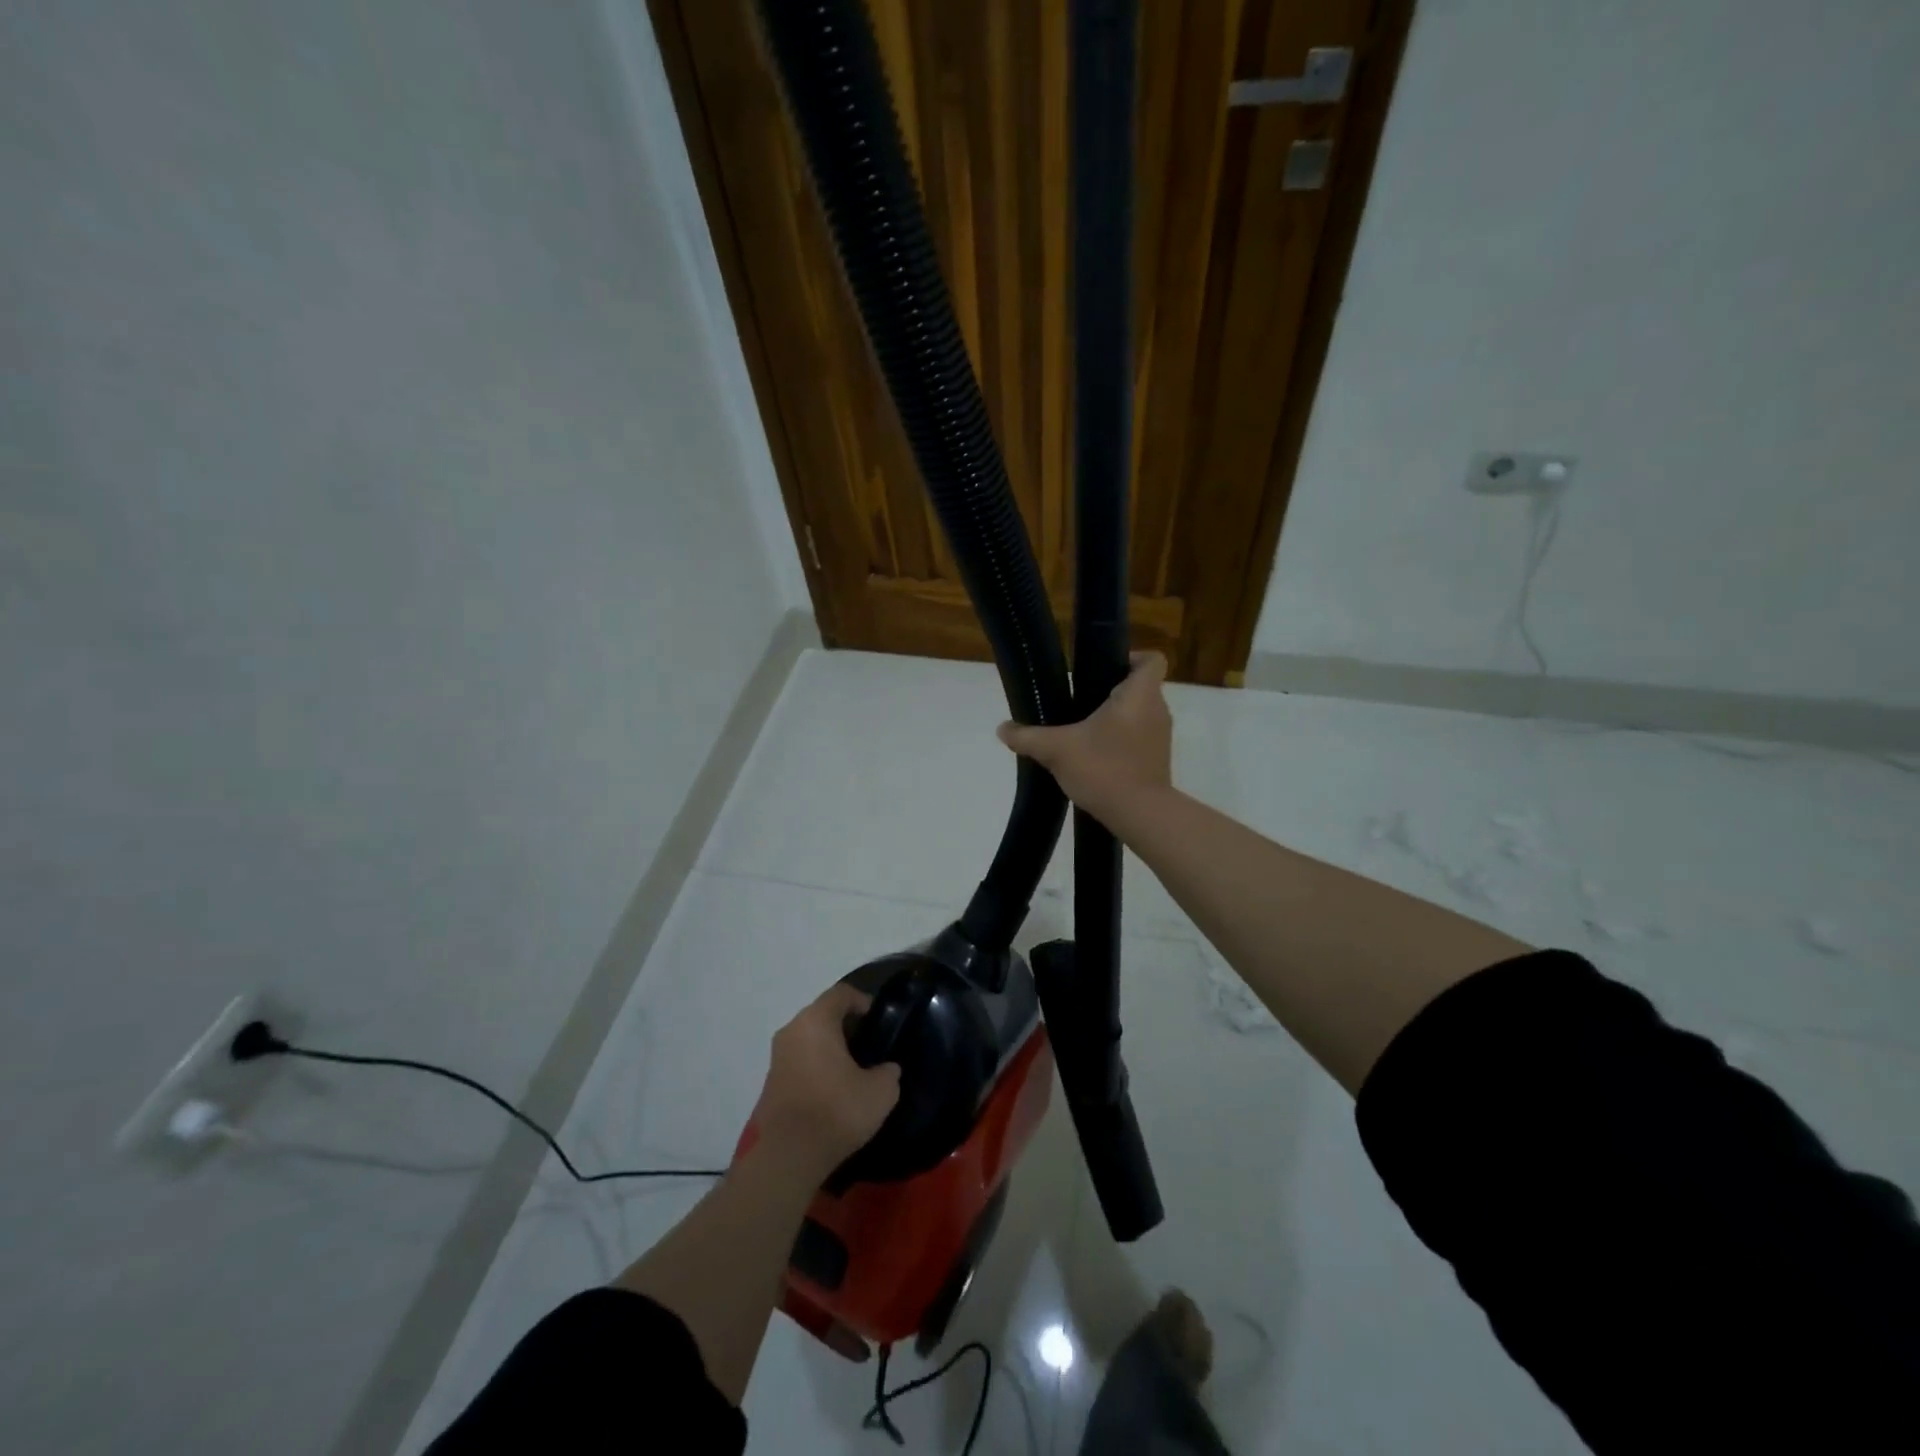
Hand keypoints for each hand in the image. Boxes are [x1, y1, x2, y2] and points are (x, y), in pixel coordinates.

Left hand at [753, 984, 901, 1179]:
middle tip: (869, 1044)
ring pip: (809, 1038)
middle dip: (846, 1025)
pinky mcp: (771, 1082)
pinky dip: (816, 1065)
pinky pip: (799, 1060)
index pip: (841, 994)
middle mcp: (792, 1030)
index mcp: (816, 1021)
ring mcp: (777, 1057)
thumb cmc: (836, 1111)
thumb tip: (886, 1069)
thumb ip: (888, 1072)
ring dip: (829, 1047)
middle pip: (822, 1014)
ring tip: (853, 1068)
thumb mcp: (881, 1092)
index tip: (879, 1019)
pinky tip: (833, 1089)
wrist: (788, 1157)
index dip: (862, 1001)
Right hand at [997, 651, 1172, 820]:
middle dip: (1112, 690)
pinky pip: (1139, 738)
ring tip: (1083, 729)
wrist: (1139, 815)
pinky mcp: (1157, 761)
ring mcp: (1160, 738)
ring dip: (1116, 717)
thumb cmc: (1103, 768)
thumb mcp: (1056, 750)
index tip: (1101, 669)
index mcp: (1140, 695)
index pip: (1151, 659)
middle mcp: (1157, 710)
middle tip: (1079, 700)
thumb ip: (1027, 737)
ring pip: (1140, 714)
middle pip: (1140, 686)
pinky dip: (1121, 740)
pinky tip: (1094, 755)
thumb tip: (1002, 729)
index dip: (1130, 657)